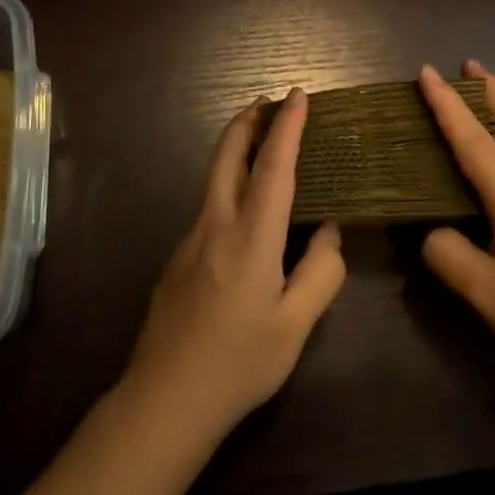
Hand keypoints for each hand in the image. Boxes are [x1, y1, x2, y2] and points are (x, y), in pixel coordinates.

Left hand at [124, 87, 346, 443]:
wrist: (165, 399)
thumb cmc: (238, 363)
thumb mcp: (295, 326)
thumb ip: (320, 273)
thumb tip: (329, 231)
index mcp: (250, 238)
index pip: (272, 167)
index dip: (287, 127)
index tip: (297, 95)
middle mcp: (215, 226)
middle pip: (226, 157)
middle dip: (247, 122)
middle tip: (267, 101)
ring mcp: (190, 241)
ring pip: (213, 180)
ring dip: (235, 151)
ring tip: (260, 144)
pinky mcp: (178, 259)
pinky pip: (209, 208)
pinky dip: (229, 186)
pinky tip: (244, 214)